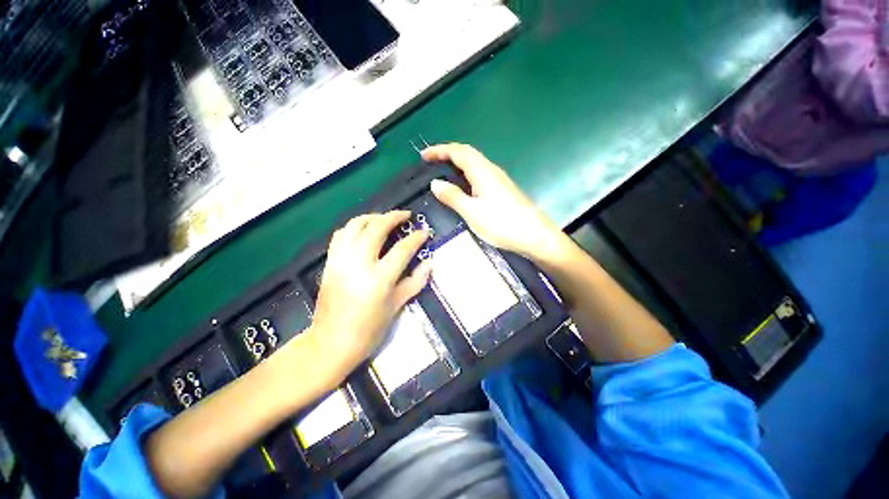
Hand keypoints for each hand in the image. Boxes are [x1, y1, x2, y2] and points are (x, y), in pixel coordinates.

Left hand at [307, 211, 432, 377]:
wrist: (330, 343)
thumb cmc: (368, 330)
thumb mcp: (396, 307)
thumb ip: (415, 282)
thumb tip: (430, 263)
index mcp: (379, 279)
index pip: (402, 249)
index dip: (416, 238)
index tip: (424, 232)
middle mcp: (359, 264)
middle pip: (376, 228)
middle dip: (394, 216)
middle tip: (405, 215)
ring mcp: (341, 261)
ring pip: (354, 226)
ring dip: (372, 217)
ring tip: (384, 218)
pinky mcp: (329, 263)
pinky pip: (340, 235)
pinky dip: (353, 227)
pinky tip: (363, 230)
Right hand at [422, 143, 562, 261]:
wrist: (534, 236)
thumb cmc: (502, 224)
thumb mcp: (472, 212)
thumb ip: (453, 197)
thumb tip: (435, 183)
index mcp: (482, 171)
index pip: (458, 152)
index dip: (440, 150)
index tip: (423, 155)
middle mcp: (491, 170)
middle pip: (467, 154)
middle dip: (448, 154)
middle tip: (431, 161)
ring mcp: (499, 180)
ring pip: (475, 164)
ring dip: (457, 163)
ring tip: (442, 172)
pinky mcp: (503, 190)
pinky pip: (480, 175)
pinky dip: (466, 174)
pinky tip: (463, 187)